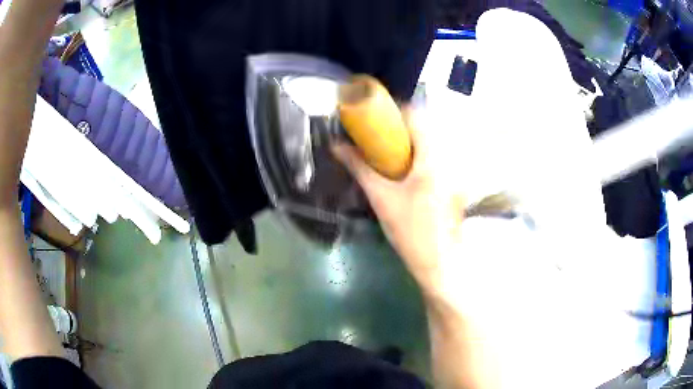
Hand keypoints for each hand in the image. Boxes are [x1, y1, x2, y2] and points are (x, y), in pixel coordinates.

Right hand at [333, 108, 465, 291]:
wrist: (439, 264)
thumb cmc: (412, 231)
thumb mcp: (382, 198)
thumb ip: (360, 168)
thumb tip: (337, 147)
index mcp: (432, 157)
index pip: (416, 116)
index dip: (392, 109)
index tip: (371, 114)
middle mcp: (446, 159)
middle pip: (421, 130)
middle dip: (395, 128)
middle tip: (371, 135)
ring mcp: (451, 174)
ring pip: (426, 146)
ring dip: (403, 144)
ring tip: (381, 152)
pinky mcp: (450, 186)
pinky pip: (430, 161)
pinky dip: (412, 159)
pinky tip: (398, 173)